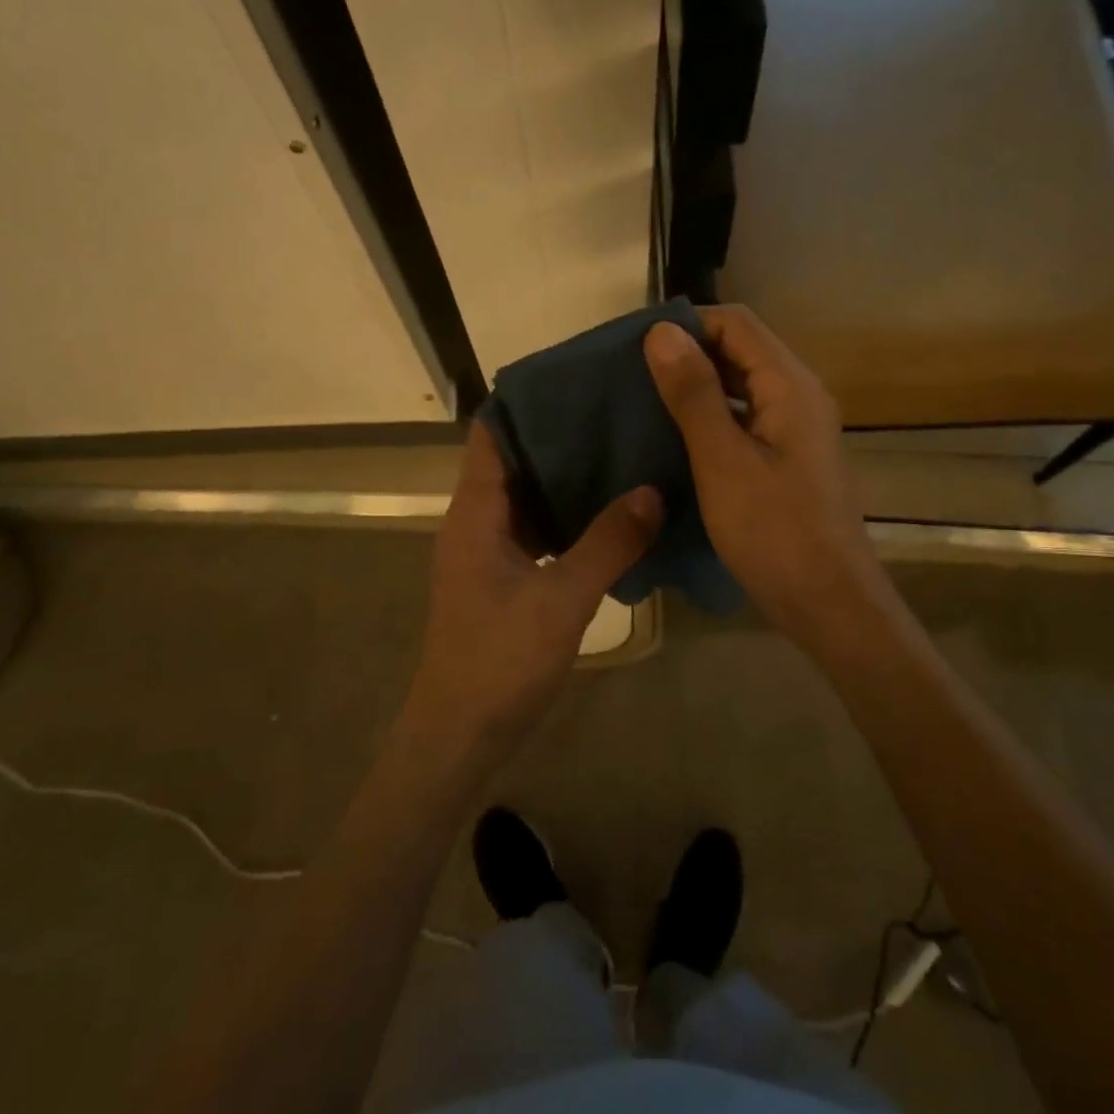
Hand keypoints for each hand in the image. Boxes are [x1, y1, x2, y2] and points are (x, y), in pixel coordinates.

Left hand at [408, 423, 662, 749]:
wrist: (461, 733)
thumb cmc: (500, 660)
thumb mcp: (562, 599)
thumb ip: (608, 543)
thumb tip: (652, 490)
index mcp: (475, 512)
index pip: (491, 433)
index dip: (527, 402)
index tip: (576, 380)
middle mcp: (475, 521)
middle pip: (512, 458)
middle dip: (557, 434)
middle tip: (613, 411)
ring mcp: (487, 550)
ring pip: (526, 495)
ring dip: (564, 476)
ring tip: (619, 450)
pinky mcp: (502, 576)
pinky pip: (535, 529)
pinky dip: (565, 515)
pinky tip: (609, 512)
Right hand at [645, 307, 893, 652]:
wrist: (827, 603)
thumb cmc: (774, 532)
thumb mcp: (723, 461)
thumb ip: (693, 394)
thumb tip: (661, 332)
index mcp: (790, 386)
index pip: (736, 323)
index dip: (687, 324)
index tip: (636, 348)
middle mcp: (798, 396)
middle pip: (740, 349)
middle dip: (687, 353)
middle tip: (631, 375)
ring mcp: (795, 428)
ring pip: (740, 384)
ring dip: (696, 386)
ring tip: (644, 402)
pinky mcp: (787, 457)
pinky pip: (744, 417)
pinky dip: (709, 416)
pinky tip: (674, 437)